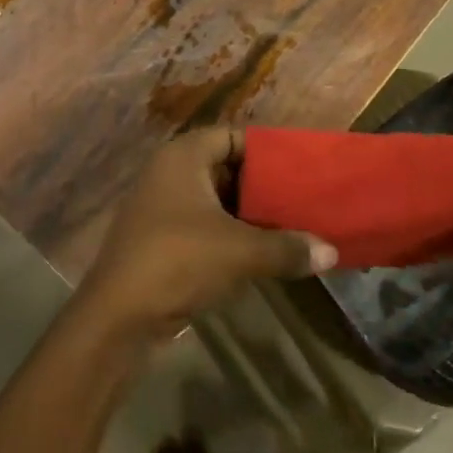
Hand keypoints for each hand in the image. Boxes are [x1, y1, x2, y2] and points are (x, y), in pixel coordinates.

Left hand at [82, 130, 336, 338]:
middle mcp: (169, 173)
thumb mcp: (240, 251)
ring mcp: (162, 207)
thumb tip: (332, 252)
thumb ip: (287, 247)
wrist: (119, 316)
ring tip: (293, 225)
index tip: (301, 168)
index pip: (233, 137)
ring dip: (250, 214)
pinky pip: (206, 226)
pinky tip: (263, 252)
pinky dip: (232, 235)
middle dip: (263, 186)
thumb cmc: (179, 261)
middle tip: (303, 198)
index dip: (267, 151)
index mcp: (183, 156)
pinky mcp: (162, 239)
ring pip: (217, 201)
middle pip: (226, 168)